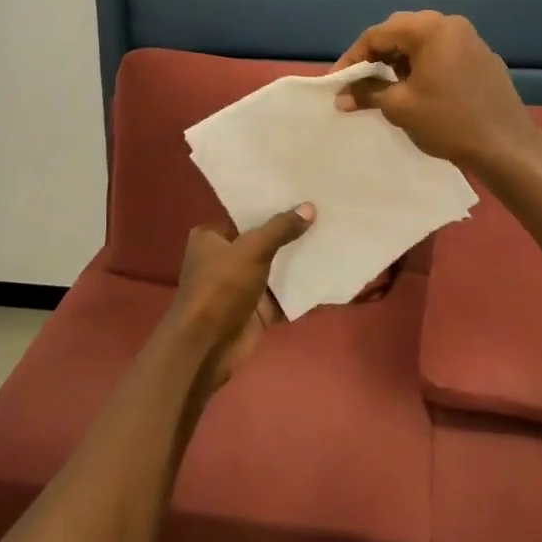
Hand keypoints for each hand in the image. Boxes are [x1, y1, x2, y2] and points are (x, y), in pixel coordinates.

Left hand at [164, 205, 314, 392]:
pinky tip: (329, 273)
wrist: (208, 346)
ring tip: (333, 237)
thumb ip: (280, 229)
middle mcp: (224, 258)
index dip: (272, 206)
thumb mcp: (252, 250)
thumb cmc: (221, 287)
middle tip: (326, 214)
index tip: (303, 195)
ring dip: (299, 260)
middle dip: (291, 233)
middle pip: (263, 241)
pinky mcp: (257, 309)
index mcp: (211, 237)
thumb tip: (309, 207)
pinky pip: (284, 294)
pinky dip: (302, 288)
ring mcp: (242, 285)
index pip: (245, 215)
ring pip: (276, 268)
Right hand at [331, 11, 539, 170]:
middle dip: (375, 57)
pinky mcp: (482, 59)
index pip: (378, 34)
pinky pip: (442, 55)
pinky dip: (422, 67)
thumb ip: (367, 93)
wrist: (506, 145)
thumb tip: (341, 95)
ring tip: (383, 88)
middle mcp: (451, 25)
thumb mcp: (399, 106)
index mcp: (430, 29)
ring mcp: (471, 41)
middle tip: (357, 82)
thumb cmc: (447, 121)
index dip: (352, 58)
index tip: (336, 82)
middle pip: (400, 33)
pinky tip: (416, 91)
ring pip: (422, 43)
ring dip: (399, 62)